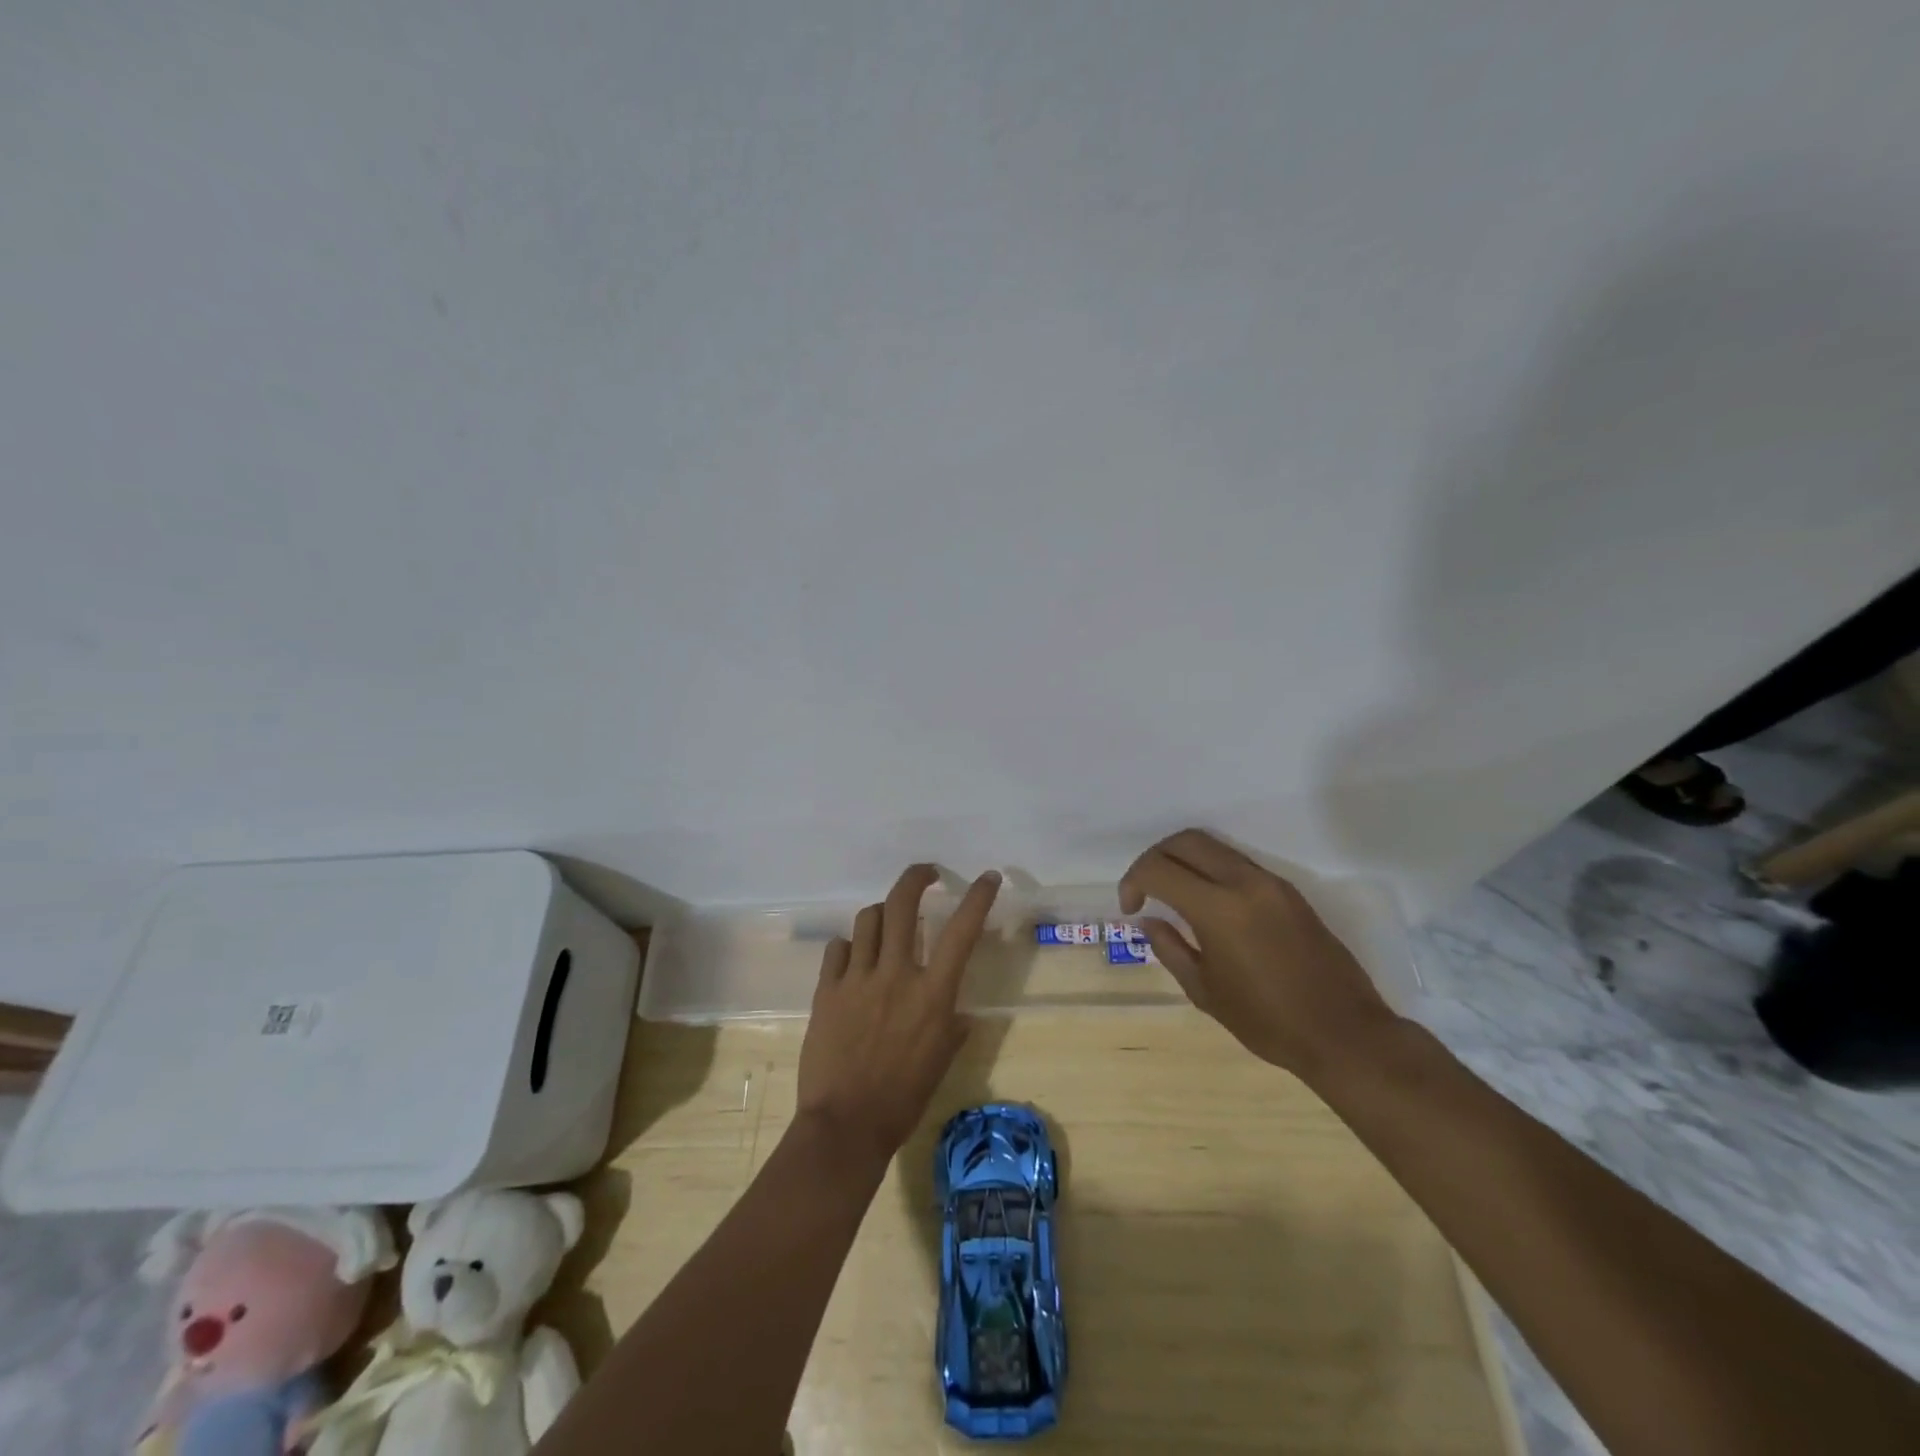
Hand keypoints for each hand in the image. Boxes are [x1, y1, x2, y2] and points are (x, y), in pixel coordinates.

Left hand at [797, 864, 1001, 1157]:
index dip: (978, 897)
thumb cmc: (903, 1098)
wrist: (845, 1124)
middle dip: (916, 878)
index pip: (961, 931)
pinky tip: (852, 961)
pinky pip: (837, 949)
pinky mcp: (826, 990)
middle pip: (902, 903)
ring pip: (868, 919)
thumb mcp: (941, 1060)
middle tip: (925, 875)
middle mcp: (896, 974)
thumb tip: (957, 1010)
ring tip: (886, 924)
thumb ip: (952, 1026)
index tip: (988, 877)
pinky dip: (848, 948)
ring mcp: (857, 979)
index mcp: (932, 993)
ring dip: (881, 914)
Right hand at [1120, 829, 1402, 1080]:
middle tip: (1145, 890)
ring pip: (1213, 846)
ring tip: (1173, 894)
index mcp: (1218, 909)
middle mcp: (1244, 882)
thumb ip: (1170, 948)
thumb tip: (1150, 921)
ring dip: (1184, 860)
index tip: (1131, 908)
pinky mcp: (1289, 890)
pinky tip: (1207, 903)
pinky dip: (1211, 870)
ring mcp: (1270, 882)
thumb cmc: (1268, 1022)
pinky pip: (1238, 862)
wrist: (1344, 1033)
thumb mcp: (1204, 992)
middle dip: (1154, 857)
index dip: (1133, 881)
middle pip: (1185, 841)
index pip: (1158, 869)